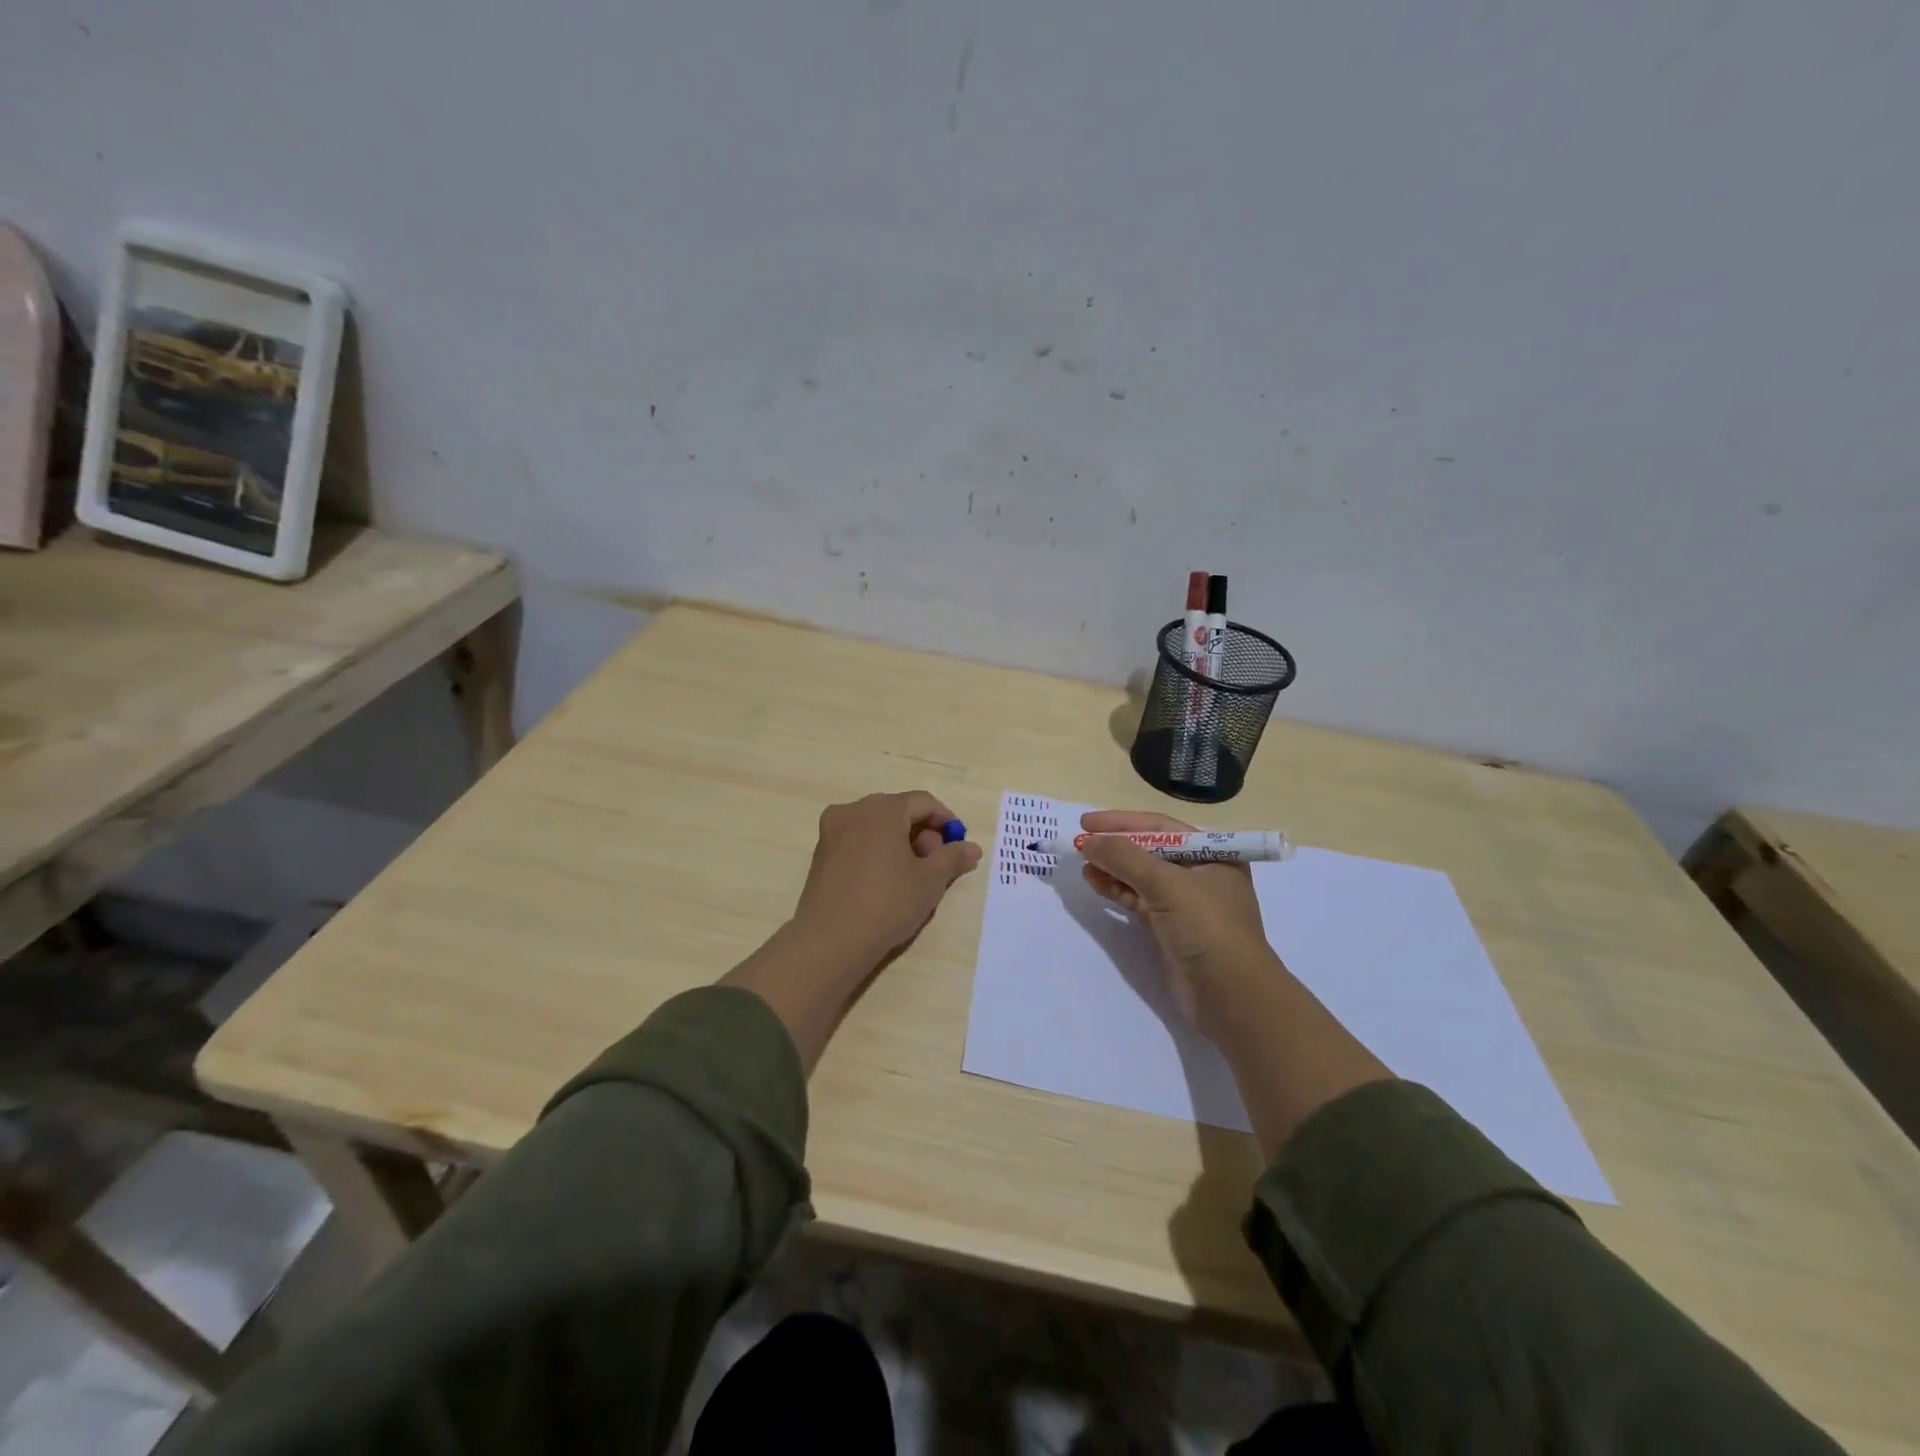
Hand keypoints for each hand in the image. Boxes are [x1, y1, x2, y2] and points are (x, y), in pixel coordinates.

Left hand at [790, 791, 982, 970]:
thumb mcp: (930, 881)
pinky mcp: (821, 853)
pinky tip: (886, 882)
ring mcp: (832, 831)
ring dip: (900, 844)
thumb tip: (972, 848)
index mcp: (882, 808)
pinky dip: (877, 852)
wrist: (830, 940)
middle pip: (898, 812)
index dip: (946, 821)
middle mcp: (854, 810)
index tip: (958, 846)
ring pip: (877, 827)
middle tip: (936, 866)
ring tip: (913, 877)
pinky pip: (858, 841)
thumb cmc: (887, 903)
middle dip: (923, 834)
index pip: (923, 802)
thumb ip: (953, 858)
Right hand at [1077, 808, 1274, 1032]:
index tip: (1087, 822)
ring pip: (1141, 877)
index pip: (1161, 827)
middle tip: (1080, 844)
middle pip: (1150, 850)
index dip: (1122, 822)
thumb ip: (1125, 858)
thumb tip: (1087, 841)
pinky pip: (1139, 900)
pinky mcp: (1171, 929)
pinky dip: (1117, 891)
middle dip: (1115, 846)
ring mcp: (1185, 903)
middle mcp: (1201, 874)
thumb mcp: (1166, 884)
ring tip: (1083, 866)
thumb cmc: (1207, 928)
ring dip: (1112, 869)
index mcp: (1212, 854)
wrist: (1230, 996)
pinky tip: (1096, 884)